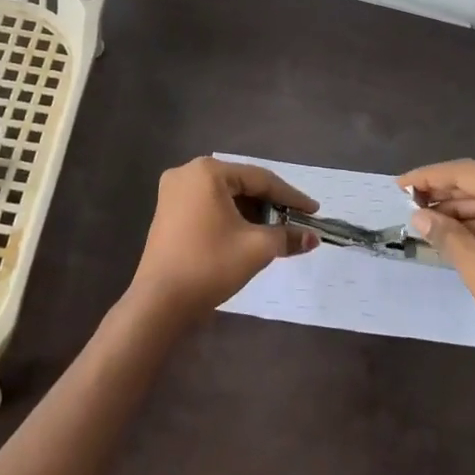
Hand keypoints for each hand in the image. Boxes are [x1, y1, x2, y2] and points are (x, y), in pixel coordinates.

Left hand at [131, 157, 319, 322]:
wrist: (159, 303)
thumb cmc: (210, 265)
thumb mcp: (256, 249)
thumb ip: (287, 237)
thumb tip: (313, 237)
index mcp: (208, 172)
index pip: (260, 179)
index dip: (291, 197)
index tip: (314, 212)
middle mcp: (187, 173)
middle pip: (241, 185)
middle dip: (270, 205)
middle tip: (296, 222)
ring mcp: (173, 193)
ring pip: (225, 197)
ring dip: (251, 213)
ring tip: (276, 232)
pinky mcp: (168, 212)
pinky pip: (209, 207)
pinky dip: (230, 218)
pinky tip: (248, 234)